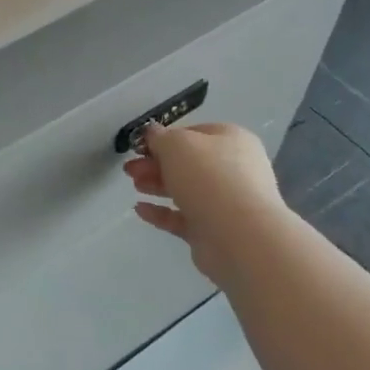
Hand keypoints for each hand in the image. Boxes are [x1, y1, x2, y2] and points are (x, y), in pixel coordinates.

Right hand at [123, 122, 284, 288]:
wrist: (239, 236)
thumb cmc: (208, 177)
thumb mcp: (176, 144)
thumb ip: (159, 137)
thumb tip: (152, 133)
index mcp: (231, 140)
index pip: (194, 133)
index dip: (165, 138)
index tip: (139, 147)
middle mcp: (233, 169)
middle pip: (188, 163)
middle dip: (156, 164)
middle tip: (130, 169)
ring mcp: (225, 202)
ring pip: (185, 190)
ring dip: (157, 185)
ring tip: (134, 185)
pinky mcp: (213, 230)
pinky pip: (182, 217)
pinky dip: (161, 212)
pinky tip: (139, 209)